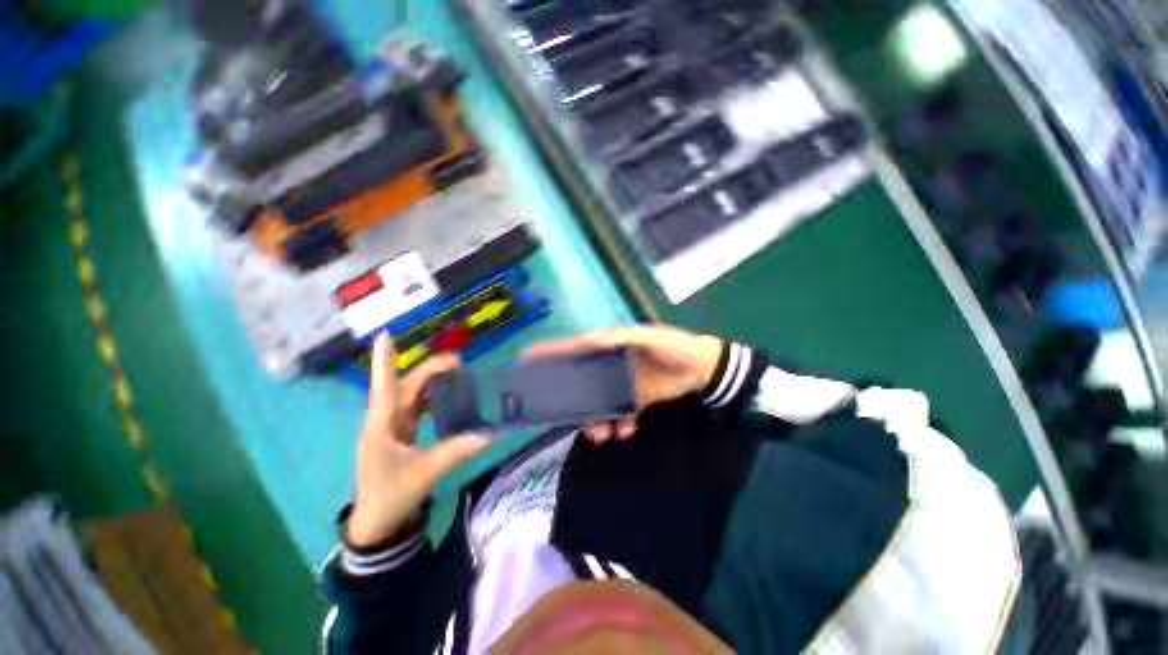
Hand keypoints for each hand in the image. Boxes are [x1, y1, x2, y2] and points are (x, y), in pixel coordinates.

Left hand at [347, 334, 489, 547]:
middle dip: (427, 370)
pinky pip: (413, 408)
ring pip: (408, 395)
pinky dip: (428, 397)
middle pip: (404, 387)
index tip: (385, 335)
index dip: (384, 361)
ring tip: (453, 370)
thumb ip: (457, 451)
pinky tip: (444, 394)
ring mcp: (389, 428)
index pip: (384, 387)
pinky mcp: (397, 435)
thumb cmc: (393, 496)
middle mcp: (383, 422)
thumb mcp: (427, 473)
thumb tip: (489, 434)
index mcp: (382, 427)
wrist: (377, 521)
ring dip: (427, 381)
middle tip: (457, 360)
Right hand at [524, 325, 722, 444]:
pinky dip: (620, 424)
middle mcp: (612, 365)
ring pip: (600, 403)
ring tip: (603, 435)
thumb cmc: (675, 347)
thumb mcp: (649, 337)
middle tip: (571, 419)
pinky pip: (620, 414)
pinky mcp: (636, 399)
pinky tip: (626, 430)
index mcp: (612, 346)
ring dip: (598, 420)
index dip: (554, 351)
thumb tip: (590, 339)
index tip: (529, 357)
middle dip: (576, 401)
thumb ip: (621, 338)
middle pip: (585, 382)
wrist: (703, 368)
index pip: (578, 347)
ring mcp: (623, 384)